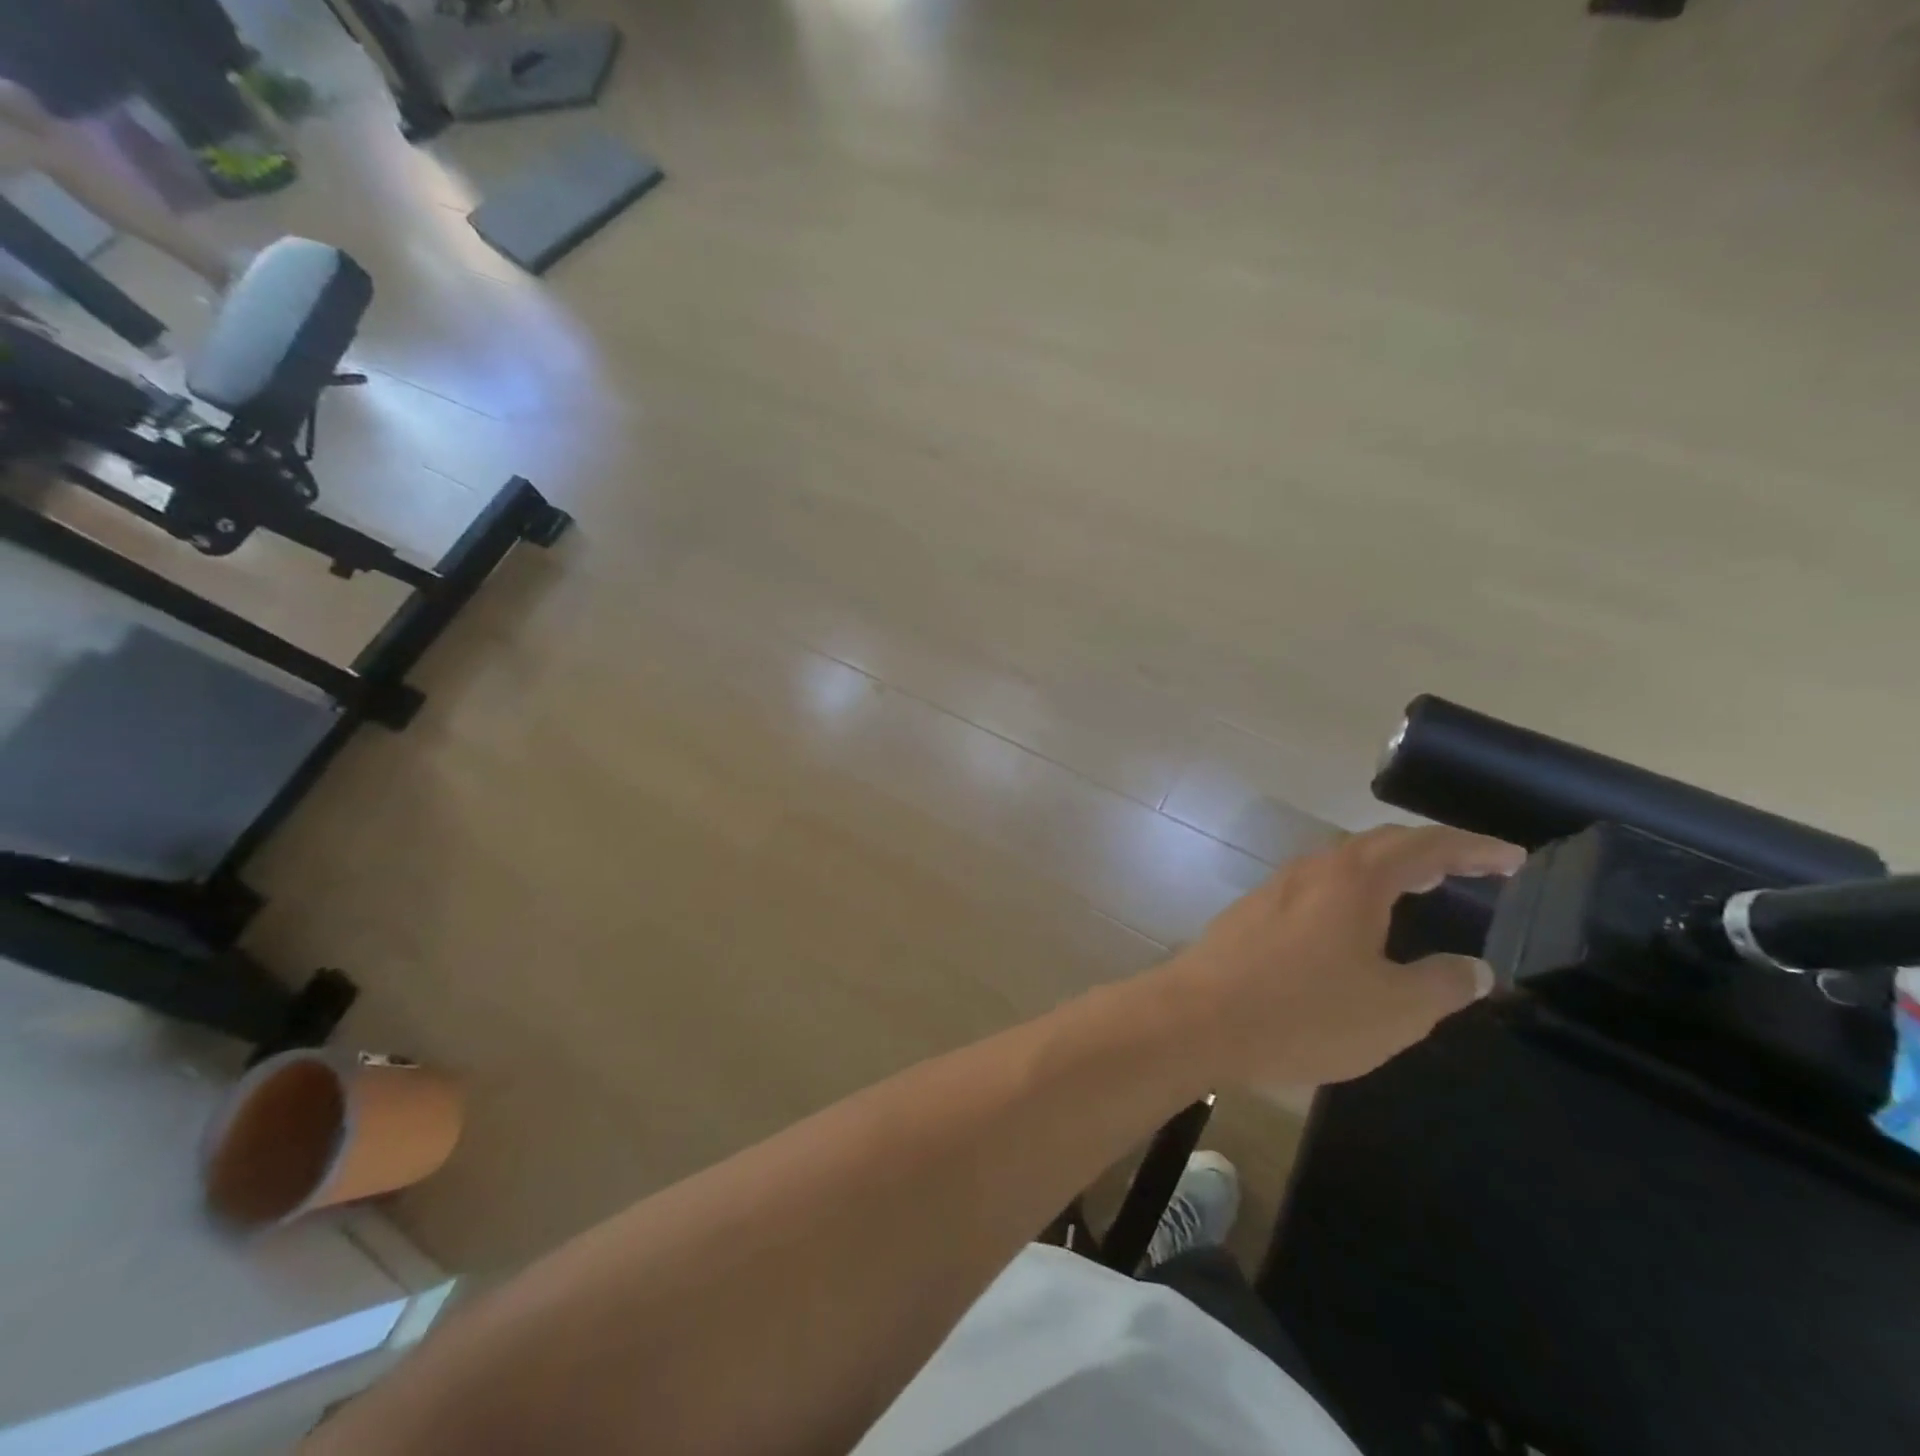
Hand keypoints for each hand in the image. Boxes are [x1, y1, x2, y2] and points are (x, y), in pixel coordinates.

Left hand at [1165, 825, 1524, 1086]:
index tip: (1513, 859)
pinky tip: (1354, 923)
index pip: (1425, 846)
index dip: (1473, 848)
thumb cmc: (1304, 1012)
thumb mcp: (1394, 1010)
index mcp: (1353, 878)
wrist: (1197, 1017)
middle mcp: (1312, 870)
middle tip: (1471, 869)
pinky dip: (1351, 892)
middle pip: (1378, 845)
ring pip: (1341, 864)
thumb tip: (1475, 968)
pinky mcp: (1252, 912)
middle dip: (1429, 852)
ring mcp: (1275, 888)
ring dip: (1385, 870)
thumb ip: (1442, 984)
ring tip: (1420, 888)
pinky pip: (1315, 888)